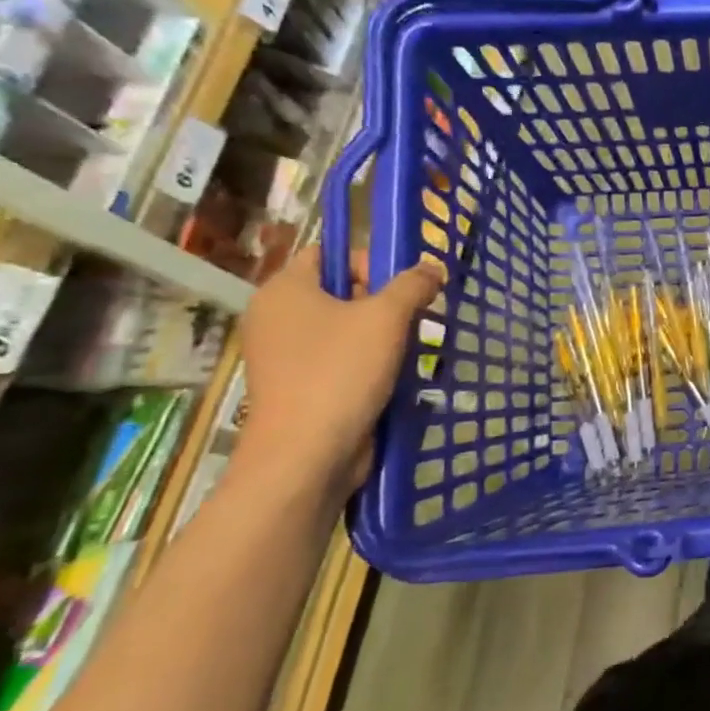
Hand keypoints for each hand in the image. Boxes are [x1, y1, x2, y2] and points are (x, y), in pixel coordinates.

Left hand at [238, 245, 442, 497]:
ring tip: (409, 352)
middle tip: (415, 321)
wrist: (307, 456)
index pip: (328, 254)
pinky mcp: (298, 389)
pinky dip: (368, 365)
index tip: (403, 288)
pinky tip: (394, 379)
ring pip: (344, 330)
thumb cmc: (341, 372)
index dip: (369, 261)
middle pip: (340, 292)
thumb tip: (433, 268)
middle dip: (384, 304)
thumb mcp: (387, 317)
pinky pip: (339, 362)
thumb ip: (413, 284)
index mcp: (284, 291)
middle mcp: (276, 318)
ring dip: (382, 338)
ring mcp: (284, 357)